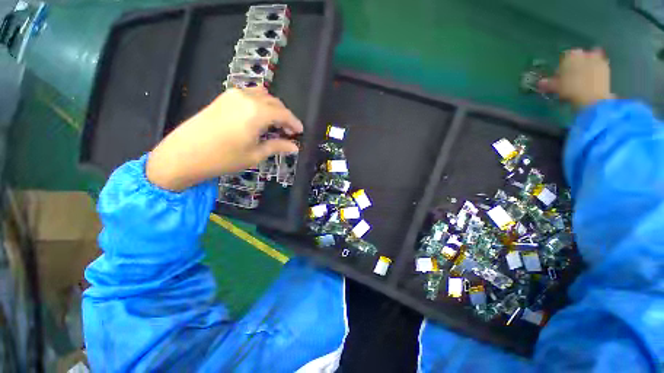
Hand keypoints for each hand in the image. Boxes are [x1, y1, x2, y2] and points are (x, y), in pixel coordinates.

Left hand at [146, 88, 303, 190]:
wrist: (183, 154)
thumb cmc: (223, 158)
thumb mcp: (255, 155)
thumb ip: (277, 147)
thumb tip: (294, 147)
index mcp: (257, 112)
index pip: (284, 114)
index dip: (294, 123)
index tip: (300, 132)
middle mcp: (247, 98)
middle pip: (274, 102)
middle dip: (285, 116)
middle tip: (289, 131)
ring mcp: (233, 95)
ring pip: (262, 96)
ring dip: (273, 108)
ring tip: (275, 125)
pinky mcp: (223, 98)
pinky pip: (249, 96)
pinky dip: (260, 105)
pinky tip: (259, 118)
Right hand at [539, 48, 614, 108]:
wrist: (593, 98)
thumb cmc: (571, 90)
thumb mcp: (556, 87)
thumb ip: (548, 83)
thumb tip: (541, 82)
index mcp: (571, 55)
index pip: (564, 57)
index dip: (562, 66)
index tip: (559, 76)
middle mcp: (585, 53)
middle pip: (579, 57)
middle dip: (576, 64)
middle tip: (572, 76)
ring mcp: (598, 59)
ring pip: (590, 60)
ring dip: (587, 66)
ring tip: (583, 78)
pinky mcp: (606, 68)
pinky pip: (599, 66)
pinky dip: (596, 71)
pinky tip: (592, 80)